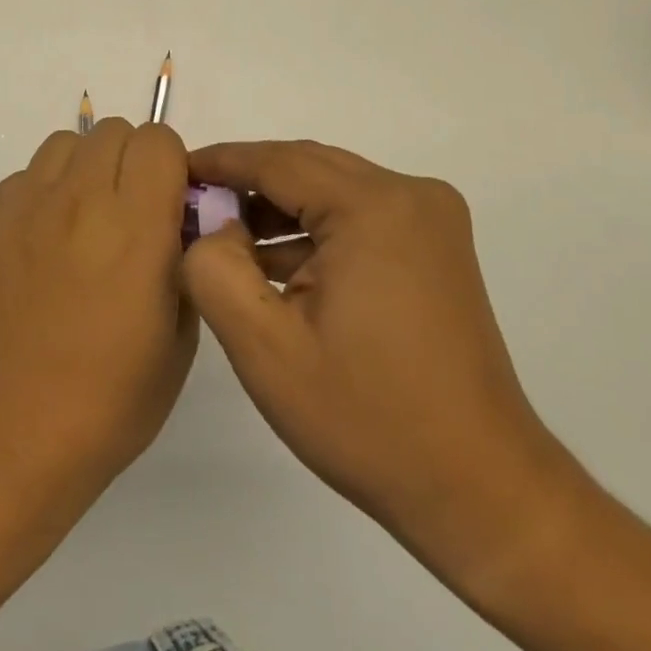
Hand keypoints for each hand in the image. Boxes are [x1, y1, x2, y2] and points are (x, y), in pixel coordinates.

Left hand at [0, 119, 195, 505]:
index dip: (169, 166)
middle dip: (129, 162)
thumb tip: (175, 222)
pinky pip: (22, 180)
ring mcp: (23, 206)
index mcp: (135, 223)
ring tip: (80, 225)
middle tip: (125, 215)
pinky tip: (38, 251)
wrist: (14, 432)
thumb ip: (185, 258)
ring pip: (63, 145)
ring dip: (83, 171)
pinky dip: (41, 198)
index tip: (166, 204)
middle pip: (112, 131)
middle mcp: (78, 199)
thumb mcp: (181, 332)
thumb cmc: (112, 397)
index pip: (157, 139)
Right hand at [183, 141, 581, 592]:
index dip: (219, 162)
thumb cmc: (366, 418)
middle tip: (192, 207)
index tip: (171, 170)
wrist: (479, 489)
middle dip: (246, 184)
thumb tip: (210, 227)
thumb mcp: (264, 347)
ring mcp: (431, 220)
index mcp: (374, 207)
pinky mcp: (436, 248)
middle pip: (307, 168)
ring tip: (224, 242)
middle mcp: (410, 195)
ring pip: (332, 190)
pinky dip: (314, 231)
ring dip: (278, 209)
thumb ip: (213, 269)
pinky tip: (276, 267)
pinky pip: (358, 216)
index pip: (277, 161)